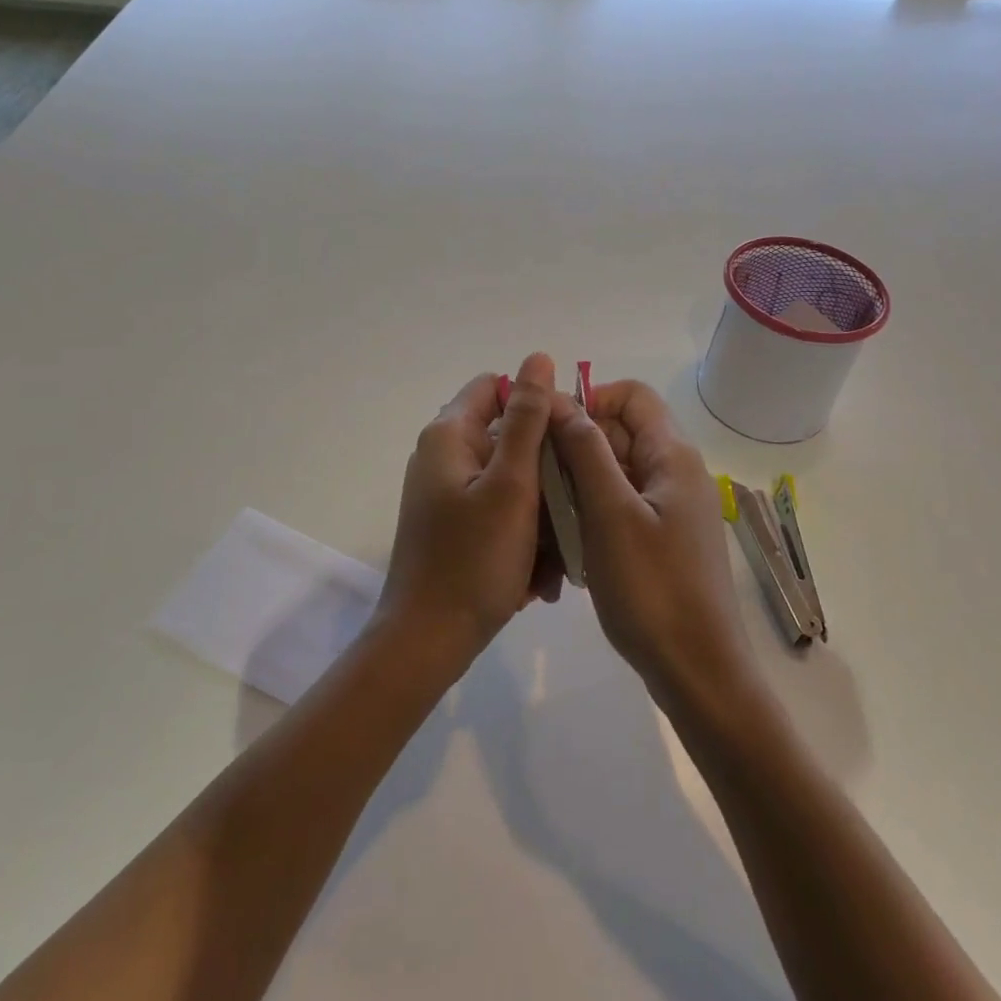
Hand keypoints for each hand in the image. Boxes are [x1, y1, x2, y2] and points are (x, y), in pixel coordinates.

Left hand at [376, 353, 561, 670]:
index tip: (569, 439)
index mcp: (449, 434)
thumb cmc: (473, 559)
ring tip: (558, 555)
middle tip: (573, 505)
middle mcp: (442, 455)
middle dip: (545, 470)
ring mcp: (445, 492)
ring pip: (509, 481)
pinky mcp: (451, 524)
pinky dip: (521, 533)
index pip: (495, 387)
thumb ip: (527, 419)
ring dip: (539, 511)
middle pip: (507, 437)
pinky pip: (497, 511)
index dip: (535, 403)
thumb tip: (538, 359)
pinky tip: (538, 574)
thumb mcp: (512, 484)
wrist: (427, 641)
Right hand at [549, 379, 755, 706]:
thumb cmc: (652, 588)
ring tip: (545, 513)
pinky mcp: (662, 538)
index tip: (549, 430)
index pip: (630, 395)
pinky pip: (620, 504)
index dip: (589, 400)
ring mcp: (671, 508)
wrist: (698, 673)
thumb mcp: (609, 513)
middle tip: (536, 477)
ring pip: (615, 470)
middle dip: (575, 445)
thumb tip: (560, 399)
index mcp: (672, 456)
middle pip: (620, 432)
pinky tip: (566, 542)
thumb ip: (585, 451)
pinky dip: (591, 511)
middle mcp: (676, 472)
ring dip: (578, 482)